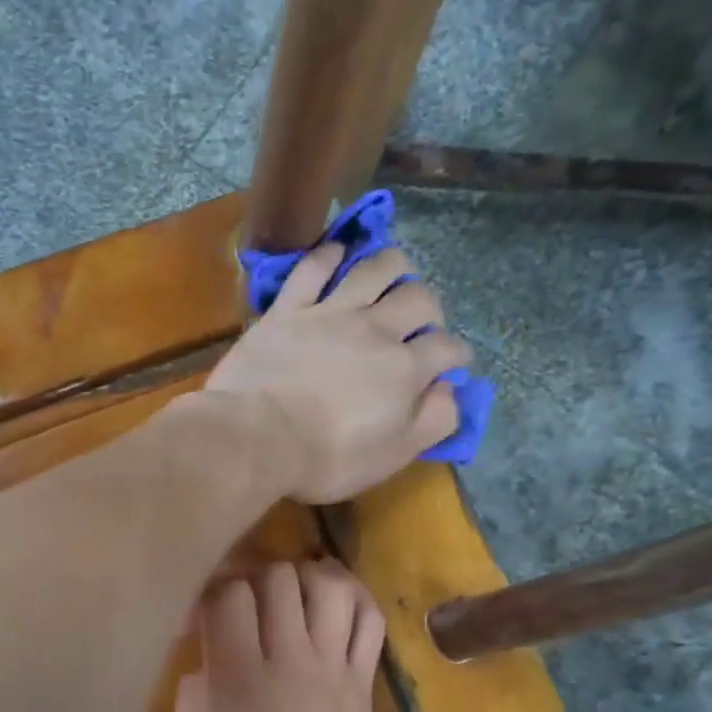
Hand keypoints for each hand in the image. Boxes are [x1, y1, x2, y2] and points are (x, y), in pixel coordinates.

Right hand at [167, 561, 384, 711]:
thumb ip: (186, 706)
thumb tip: (203, 665)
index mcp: (237, 681)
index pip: (228, 597)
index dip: (209, 594)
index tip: (200, 621)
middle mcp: (288, 662)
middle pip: (277, 580)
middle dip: (253, 581)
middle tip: (244, 607)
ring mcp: (332, 669)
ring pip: (329, 588)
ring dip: (304, 578)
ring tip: (290, 595)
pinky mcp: (362, 682)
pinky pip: (370, 621)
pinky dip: (354, 596)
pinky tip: (334, 600)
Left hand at [206, 245, 470, 502]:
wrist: (256, 438)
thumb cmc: (326, 458)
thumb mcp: (392, 456)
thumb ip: (432, 421)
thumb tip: (448, 390)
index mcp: (404, 369)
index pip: (445, 348)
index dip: (455, 354)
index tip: (453, 362)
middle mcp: (375, 330)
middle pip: (416, 299)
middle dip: (428, 307)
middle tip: (420, 321)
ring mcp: (329, 313)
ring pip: (373, 269)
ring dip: (391, 265)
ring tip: (395, 272)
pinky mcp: (287, 309)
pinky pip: (313, 267)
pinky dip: (329, 255)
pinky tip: (336, 253)